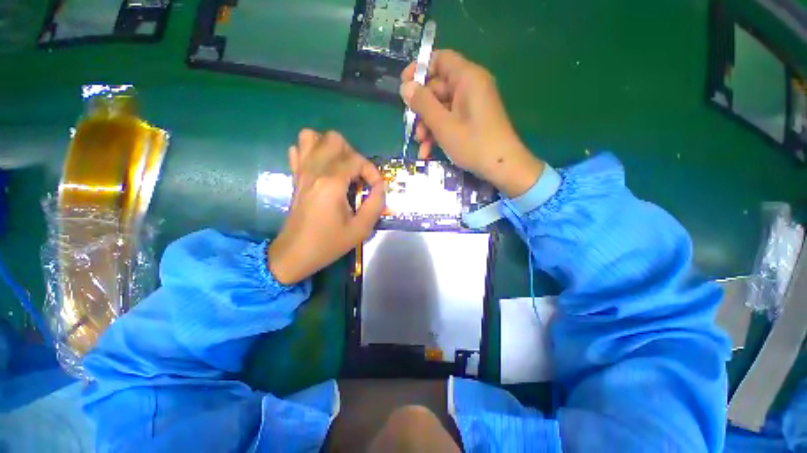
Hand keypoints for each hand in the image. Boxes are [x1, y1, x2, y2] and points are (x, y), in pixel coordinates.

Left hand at [267, 129, 384, 284]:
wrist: (295, 253)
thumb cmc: (328, 243)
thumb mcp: (361, 229)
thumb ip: (376, 204)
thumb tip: (381, 187)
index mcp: (331, 183)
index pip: (357, 160)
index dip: (372, 171)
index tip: (375, 188)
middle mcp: (314, 170)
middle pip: (335, 139)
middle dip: (353, 155)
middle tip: (358, 176)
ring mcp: (301, 171)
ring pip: (312, 137)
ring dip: (331, 148)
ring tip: (341, 168)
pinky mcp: (295, 176)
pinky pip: (299, 149)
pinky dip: (313, 152)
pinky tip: (323, 169)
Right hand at [400, 50, 544, 197]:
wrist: (502, 167)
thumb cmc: (473, 144)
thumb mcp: (443, 125)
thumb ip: (423, 103)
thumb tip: (405, 86)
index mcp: (467, 78)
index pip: (440, 59)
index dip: (420, 70)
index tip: (404, 87)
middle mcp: (471, 87)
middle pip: (438, 88)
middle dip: (422, 110)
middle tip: (413, 129)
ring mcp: (472, 105)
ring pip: (442, 108)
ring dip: (428, 127)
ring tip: (421, 146)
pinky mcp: (472, 121)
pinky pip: (450, 120)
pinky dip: (439, 133)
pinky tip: (428, 152)